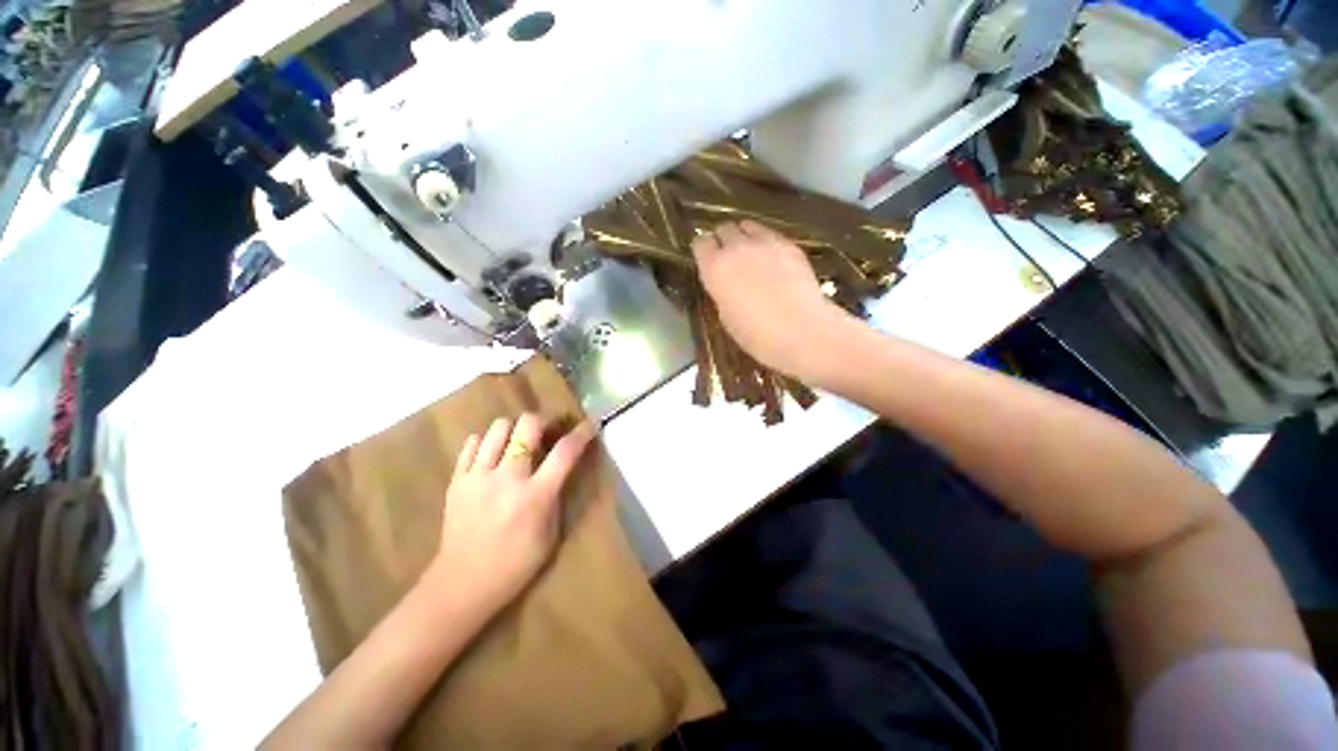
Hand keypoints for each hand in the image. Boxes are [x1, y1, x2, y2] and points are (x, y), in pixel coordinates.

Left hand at [427, 414, 596, 616]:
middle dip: (543, 422)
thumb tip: (560, 467)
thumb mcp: (551, 534)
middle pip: (527, 425)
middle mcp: (506, 479)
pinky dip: (487, 442)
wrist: (462, 584)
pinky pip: (472, 443)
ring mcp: (477, 477)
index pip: (565, 452)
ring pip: (498, 427)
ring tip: (518, 443)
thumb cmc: (516, 564)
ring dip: (515, 430)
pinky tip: (493, 455)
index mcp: (535, 496)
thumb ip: (556, 495)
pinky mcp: (456, 480)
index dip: (581, 433)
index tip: (590, 424)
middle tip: (546, 432)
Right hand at [692, 220, 855, 381]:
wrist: (800, 330)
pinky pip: (771, 235)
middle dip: (723, 239)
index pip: (700, 243)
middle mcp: (736, 247)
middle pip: (724, 228)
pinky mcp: (790, 244)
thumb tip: (727, 282)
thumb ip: (722, 291)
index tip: (706, 259)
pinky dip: (767, 242)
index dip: (703, 250)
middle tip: (728, 256)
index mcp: (715, 268)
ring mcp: (765, 242)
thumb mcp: (726, 315)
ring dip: (745, 236)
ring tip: (751, 253)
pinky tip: (773, 260)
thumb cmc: (756, 334)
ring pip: (748, 226)